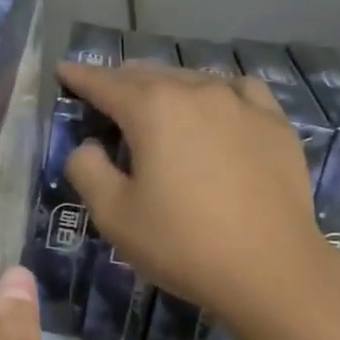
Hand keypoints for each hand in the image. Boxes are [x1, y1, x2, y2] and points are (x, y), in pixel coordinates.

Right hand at [60, 60, 333, 331]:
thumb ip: (87, 170)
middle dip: (121, 81)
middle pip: (149, 75)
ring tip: (156, 104)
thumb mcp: (114, 215)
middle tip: (104, 95)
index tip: (64, 70)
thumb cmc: (182, 243)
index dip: (80, 77)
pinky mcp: (275, 123)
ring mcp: (242, 103)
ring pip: (193, 78)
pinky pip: (238, 90)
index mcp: (153, 109)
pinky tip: (217, 108)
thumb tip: (89, 146)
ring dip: (166, 87)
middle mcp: (197, 91)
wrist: (270, 269)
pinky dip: (216, 92)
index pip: (105, 83)